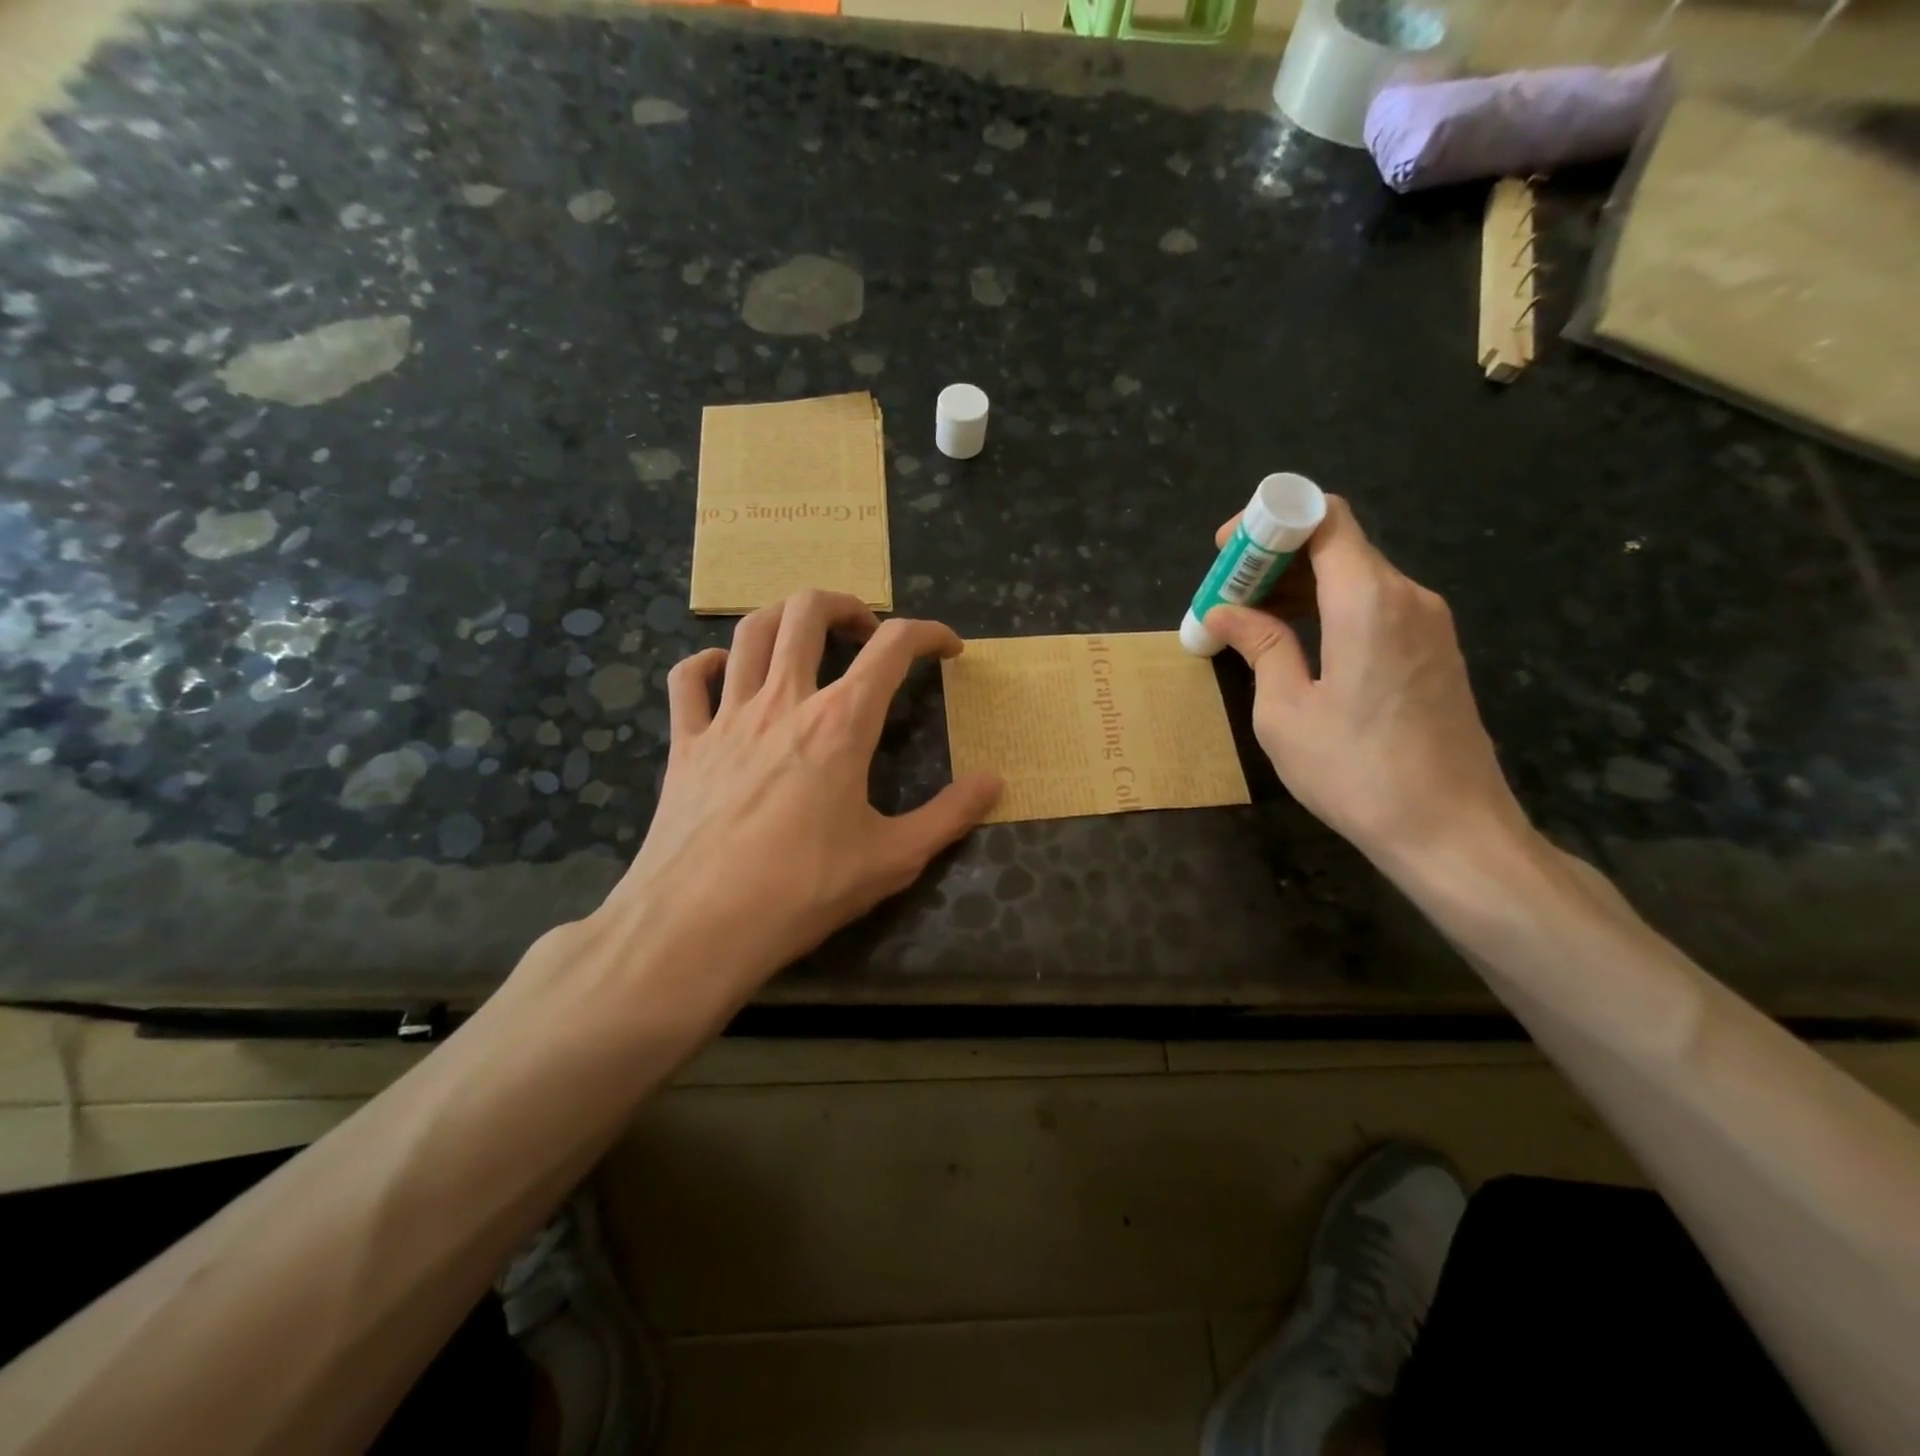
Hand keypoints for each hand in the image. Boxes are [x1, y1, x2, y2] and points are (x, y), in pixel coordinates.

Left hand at [587, 590, 1001, 1009]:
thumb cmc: (803, 890)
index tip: (949, 649)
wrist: (697, 926)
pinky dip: (708, 664)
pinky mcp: (686, 743)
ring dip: (784, 618)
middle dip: (847, 605)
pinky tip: (725, 675)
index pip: (894, 647)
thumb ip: (950, 815)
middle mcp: (783, 702)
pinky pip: (688, 680)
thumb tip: (994, 781)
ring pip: (750, 632)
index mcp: (841, 723)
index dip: (929, 634)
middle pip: (809, 611)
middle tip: (867, 633)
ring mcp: (727, 717)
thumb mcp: (893, 859)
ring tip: (806, 637)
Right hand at [1204, 496, 1528, 874]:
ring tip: (1250, 622)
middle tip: (1226, 595)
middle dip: (1275, 558)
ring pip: (1356, 576)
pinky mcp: (1436, 651)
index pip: (1324, 516)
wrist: (1452, 831)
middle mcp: (1408, 596)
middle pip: (1337, 544)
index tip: (1228, 551)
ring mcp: (1429, 623)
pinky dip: (1330, 610)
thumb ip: (1260, 646)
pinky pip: (1375, 607)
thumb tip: (1226, 613)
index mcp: (1368, 600)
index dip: (1270, 519)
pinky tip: (1298, 644)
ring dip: (1299, 587)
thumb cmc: (1356, 771)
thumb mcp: (1285, 712)